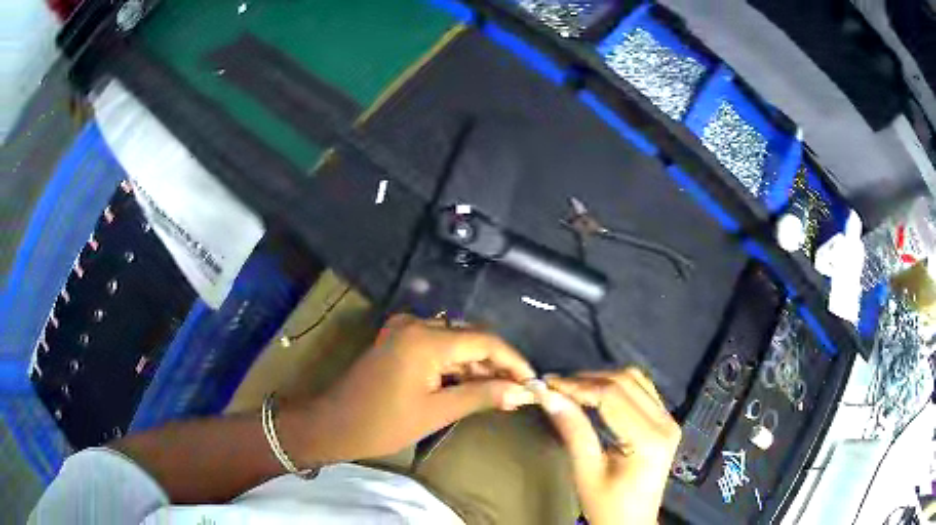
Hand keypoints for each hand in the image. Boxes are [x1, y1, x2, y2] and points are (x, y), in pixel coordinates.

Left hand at [280, 314, 536, 464]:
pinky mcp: (398, 341)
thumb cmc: (382, 424)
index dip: (513, 361)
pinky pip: (437, 347)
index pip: (484, 341)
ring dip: (477, 366)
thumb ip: (482, 396)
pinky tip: (471, 384)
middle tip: (518, 392)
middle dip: (496, 364)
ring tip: (500, 392)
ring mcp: (404, 331)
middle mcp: (416, 325)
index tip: (533, 381)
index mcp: (425, 339)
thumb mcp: (436, 412)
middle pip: (470, 339)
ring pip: (455, 343)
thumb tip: (522, 393)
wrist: (333, 425)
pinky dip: (456, 365)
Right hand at [541, 369, 680, 524]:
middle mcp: (665, 423)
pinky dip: (617, 386)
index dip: (578, 386)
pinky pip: (642, 390)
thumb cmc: (607, 506)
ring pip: (636, 380)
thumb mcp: (586, 472)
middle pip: (626, 382)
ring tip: (571, 389)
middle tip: (555, 386)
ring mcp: (669, 420)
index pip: (612, 397)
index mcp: (649, 440)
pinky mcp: (666, 421)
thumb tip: (549, 397)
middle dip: (588, 379)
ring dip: (602, 379)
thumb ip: (573, 431)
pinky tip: (595, 394)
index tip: (547, 385)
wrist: (632, 523)